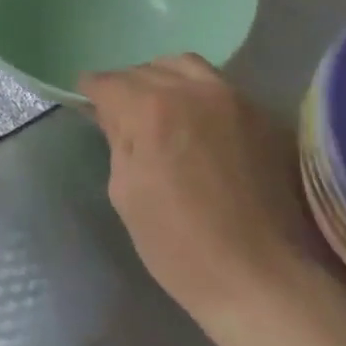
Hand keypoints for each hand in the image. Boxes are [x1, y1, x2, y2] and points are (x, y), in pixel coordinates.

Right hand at [81, 55, 318, 322]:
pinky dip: (196, 91)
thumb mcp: (125, 192)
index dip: (90, 91)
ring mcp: (232, 98)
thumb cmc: (179, 245)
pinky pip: (217, 85)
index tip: (84, 101)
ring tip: (158, 107)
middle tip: (119, 112)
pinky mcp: (260, 114)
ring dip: (162, 79)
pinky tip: (194, 121)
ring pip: (184, 66)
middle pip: (145, 70)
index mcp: (150, 110)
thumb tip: (111, 115)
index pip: (108, 83)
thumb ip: (117, 140)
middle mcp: (192, 89)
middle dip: (126, 87)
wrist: (261, 279)